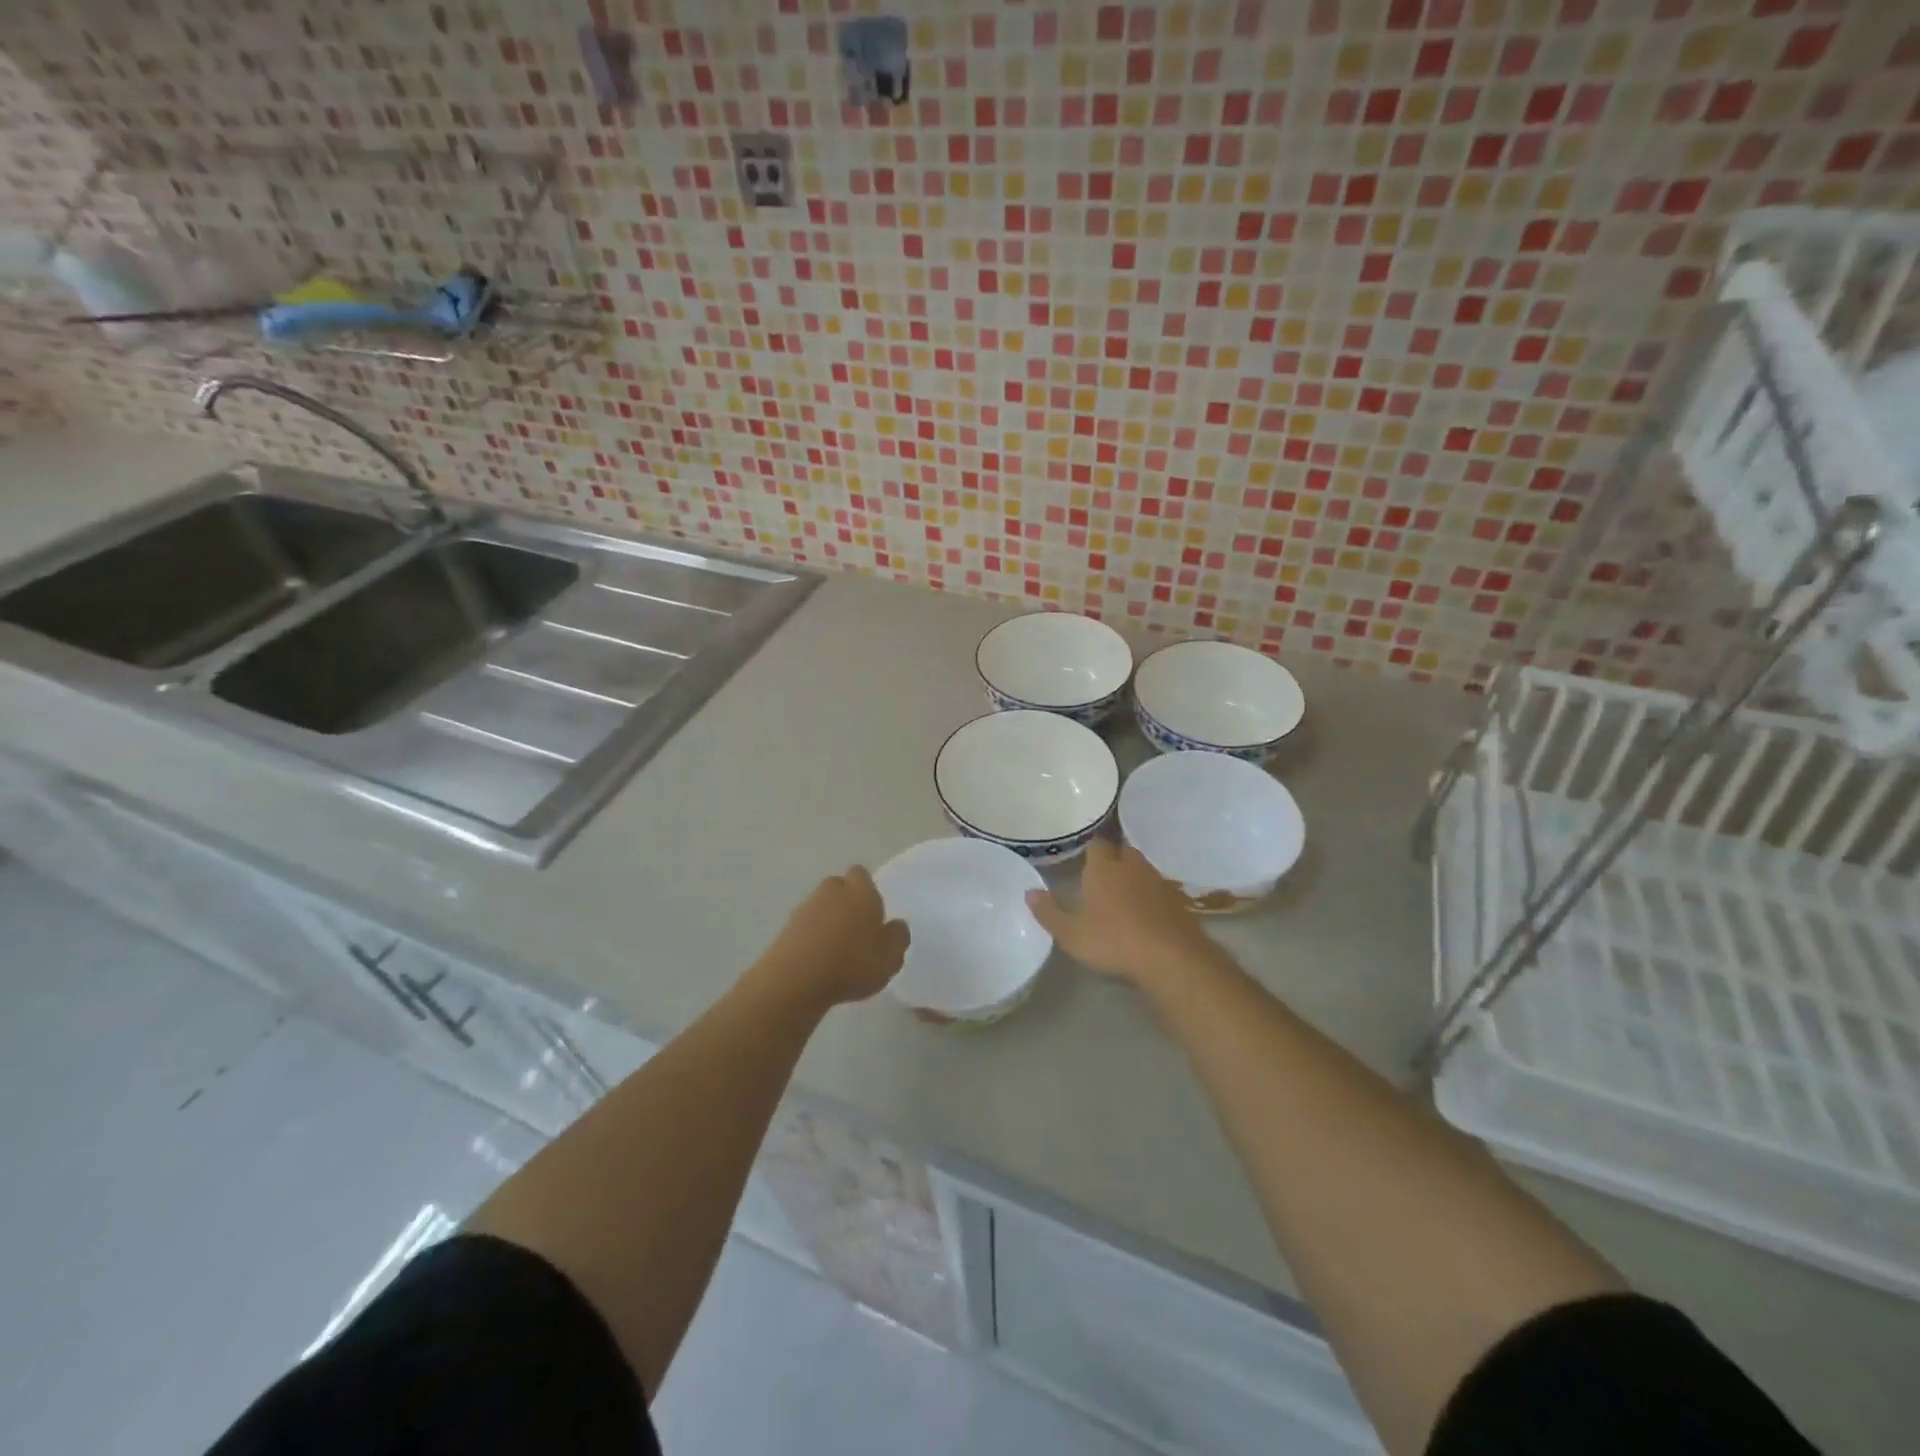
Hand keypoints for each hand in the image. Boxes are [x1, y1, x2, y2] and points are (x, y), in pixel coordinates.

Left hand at [759, 867, 909, 1008]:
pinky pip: (805, 927)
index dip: (867, 890)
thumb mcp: (891, 956)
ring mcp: (805, 909)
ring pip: (821, 907)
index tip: (873, 913)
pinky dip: (812, 938)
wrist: (796, 979)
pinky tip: (818, 962)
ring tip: (836, 951)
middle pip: (838, 887)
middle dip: (846, 902)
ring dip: (827, 921)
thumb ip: (898, 936)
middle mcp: (831, 892)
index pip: (861, 875)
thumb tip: (895, 925)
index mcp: (861, 891)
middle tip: (857, 930)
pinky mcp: (786, 929)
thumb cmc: (852, 962)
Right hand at [1027, 840, 1218, 989]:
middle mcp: (1132, 867)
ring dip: (1134, 878)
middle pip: (1123, 852)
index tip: (1085, 859)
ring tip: (1124, 897)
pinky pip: (1160, 891)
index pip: (1097, 845)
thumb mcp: (1071, 934)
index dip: (1091, 850)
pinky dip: (1153, 898)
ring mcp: (1159, 882)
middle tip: (1103, 877)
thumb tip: (1029, 892)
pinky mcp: (1179, 901)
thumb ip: (1049, 912)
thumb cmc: (1113, 941)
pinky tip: (1148, 916)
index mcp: (1104, 868)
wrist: (1171, 957)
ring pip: (1143, 870)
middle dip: (1114, 860)